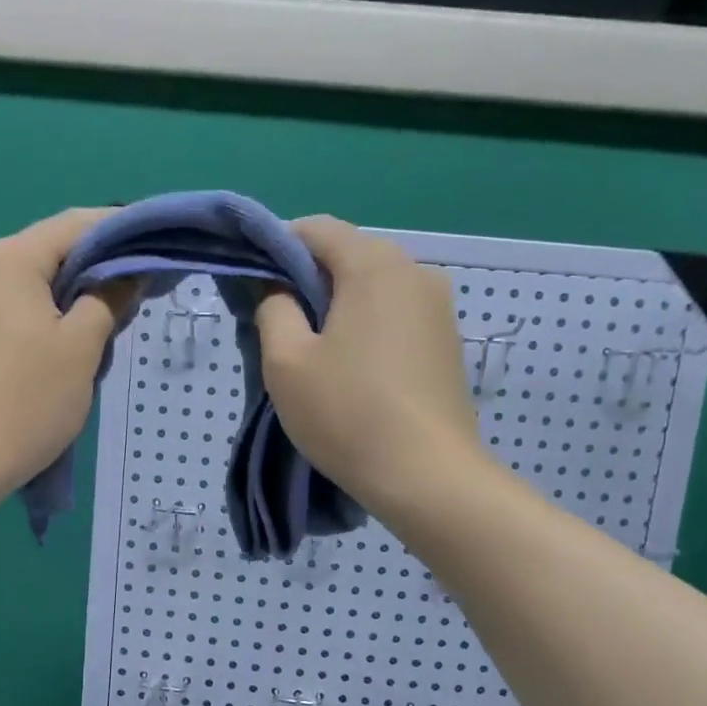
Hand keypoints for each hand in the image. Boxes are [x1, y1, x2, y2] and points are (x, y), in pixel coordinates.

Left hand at [0, 208, 127, 530]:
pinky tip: (65, 345)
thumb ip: (109, 299)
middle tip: (136, 300)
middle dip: (97, 270)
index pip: (76, 224)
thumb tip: (127, 274)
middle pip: (51, 251)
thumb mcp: (81, 349)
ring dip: (71, 296)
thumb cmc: (26, 402)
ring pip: (32, 281)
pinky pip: (12, 305)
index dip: (122, 231)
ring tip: (105, 330)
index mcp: (9, 258)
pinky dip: (44, 314)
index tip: (156, 251)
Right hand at [256, 216, 484, 517]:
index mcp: (374, 265)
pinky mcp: (449, 343)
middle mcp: (416, 272)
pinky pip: (398, 317)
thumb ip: (273, 309)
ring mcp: (440, 308)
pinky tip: (356, 372)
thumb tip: (280, 291)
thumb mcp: (287, 362)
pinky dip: (370, 329)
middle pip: (349, 256)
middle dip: (310, 281)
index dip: (278, 248)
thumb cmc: (348, 414)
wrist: (428, 476)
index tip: (257, 287)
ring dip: (341, 308)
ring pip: (375, 289)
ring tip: (319, 356)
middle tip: (282, 328)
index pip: (316, 229)